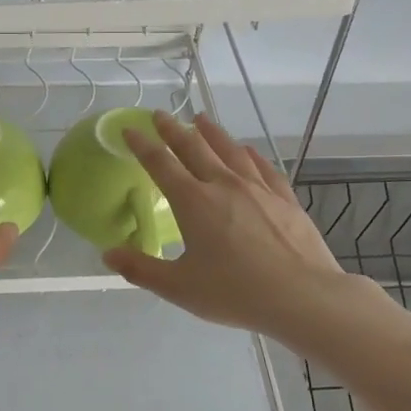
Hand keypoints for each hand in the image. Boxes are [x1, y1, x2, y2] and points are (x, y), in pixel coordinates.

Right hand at [103, 112, 359, 342]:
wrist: (303, 296)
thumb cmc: (236, 293)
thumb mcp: (180, 288)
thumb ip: (141, 269)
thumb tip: (108, 254)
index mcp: (193, 202)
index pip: (160, 164)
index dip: (142, 144)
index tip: (130, 129)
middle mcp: (223, 185)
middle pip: (193, 147)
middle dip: (173, 129)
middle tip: (160, 114)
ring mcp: (257, 188)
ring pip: (229, 150)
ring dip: (211, 132)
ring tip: (201, 118)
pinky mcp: (284, 198)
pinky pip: (262, 166)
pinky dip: (249, 154)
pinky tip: (246, 150)